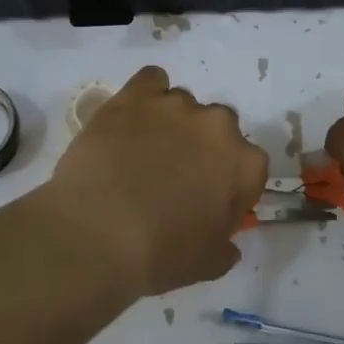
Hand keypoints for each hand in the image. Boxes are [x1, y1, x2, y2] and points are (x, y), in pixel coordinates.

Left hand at [40, 66, 268, 296]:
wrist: (95, 235)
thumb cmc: (159, 254)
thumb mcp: (208, 263)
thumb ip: (226, 245)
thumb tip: (226, 241)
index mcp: (245, 164)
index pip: (249, 167)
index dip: (229, 187)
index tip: (208, 205)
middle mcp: (218, 125)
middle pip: (219, 129)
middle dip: (203, 149)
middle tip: (174, 178)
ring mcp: (175, 105)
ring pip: (183, 105)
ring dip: (172, 124)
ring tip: (142, 152)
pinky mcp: (134, 96)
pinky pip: (151, 80)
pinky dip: (146, 96)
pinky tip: (131, 119)